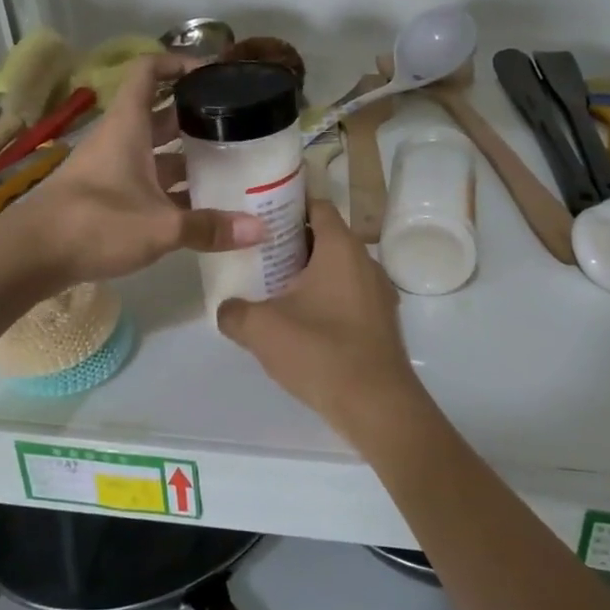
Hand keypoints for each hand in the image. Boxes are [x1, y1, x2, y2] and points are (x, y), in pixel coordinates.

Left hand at [0, 54, 264, 286]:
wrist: (29, 257)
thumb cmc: (94, 224)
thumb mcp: (159, 227)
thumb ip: (209, 227)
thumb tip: (261, 229)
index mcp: (128, 127)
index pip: (148, 72)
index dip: (178, 63)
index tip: (212, 72)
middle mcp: (119, 141)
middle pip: (160, 113)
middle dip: (195, 114)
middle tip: (236, 124)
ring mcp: (111, 169)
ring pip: (155, 151)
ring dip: (186, 155)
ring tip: (228, 163)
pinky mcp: (106, 197)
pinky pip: (147, 180)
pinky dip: (172, 187)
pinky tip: (200, 205)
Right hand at [217, 201, 426, 446]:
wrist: (376, 404)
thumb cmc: (320, 352)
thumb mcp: (262, 329)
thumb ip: (234, 312)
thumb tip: (228, 308)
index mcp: (341, 248)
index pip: (317, 205)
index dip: (288, 205)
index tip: (259, 213)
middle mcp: (365, 261)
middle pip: (326, 237)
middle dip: (292, 243)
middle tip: (257, 254)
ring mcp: (378, 292)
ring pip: (337, 269)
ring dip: (309, 274)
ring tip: (273, 289)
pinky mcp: (381, 321)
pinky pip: (348, 296)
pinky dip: (325, 299)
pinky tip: (301, 323)